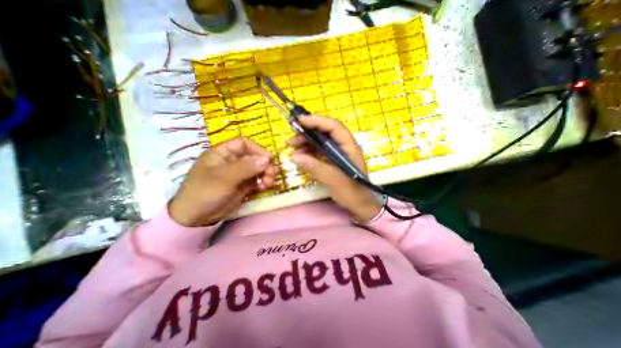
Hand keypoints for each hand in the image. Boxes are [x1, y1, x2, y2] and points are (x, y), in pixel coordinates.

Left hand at [169, 137, 275, 226]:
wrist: (196, 218)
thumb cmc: (204, 193)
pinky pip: (257, 180)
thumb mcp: (223, 178)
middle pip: (254, 157)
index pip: (244, 144)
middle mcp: (232, 162)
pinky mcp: (243, 186)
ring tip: (269, 183)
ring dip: (266, 174)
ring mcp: (239, 174)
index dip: (258, 149)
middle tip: (272, 174)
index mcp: (223, 153)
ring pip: (258, 169)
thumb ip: (246, 167)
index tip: (269, 159)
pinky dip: (263, 183)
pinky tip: (264, 188)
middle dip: (265, 165)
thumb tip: (267, 159)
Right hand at [288, 116, 384, 221]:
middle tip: (291, 141)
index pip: (333, 126)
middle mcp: (343, 146)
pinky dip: (308, 152)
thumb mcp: (333, 180)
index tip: (299, 121)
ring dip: (305, 142)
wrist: (360, 204)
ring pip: (320, 141)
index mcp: (349, 146)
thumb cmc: (351, 192)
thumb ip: (314, 167)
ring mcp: (337, 153)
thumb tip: (293, 156)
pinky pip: (318, 151)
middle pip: (324, 132)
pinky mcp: (332, 160)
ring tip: (292, 149)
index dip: (316, 121)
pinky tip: (300, 156)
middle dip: (307, 133)